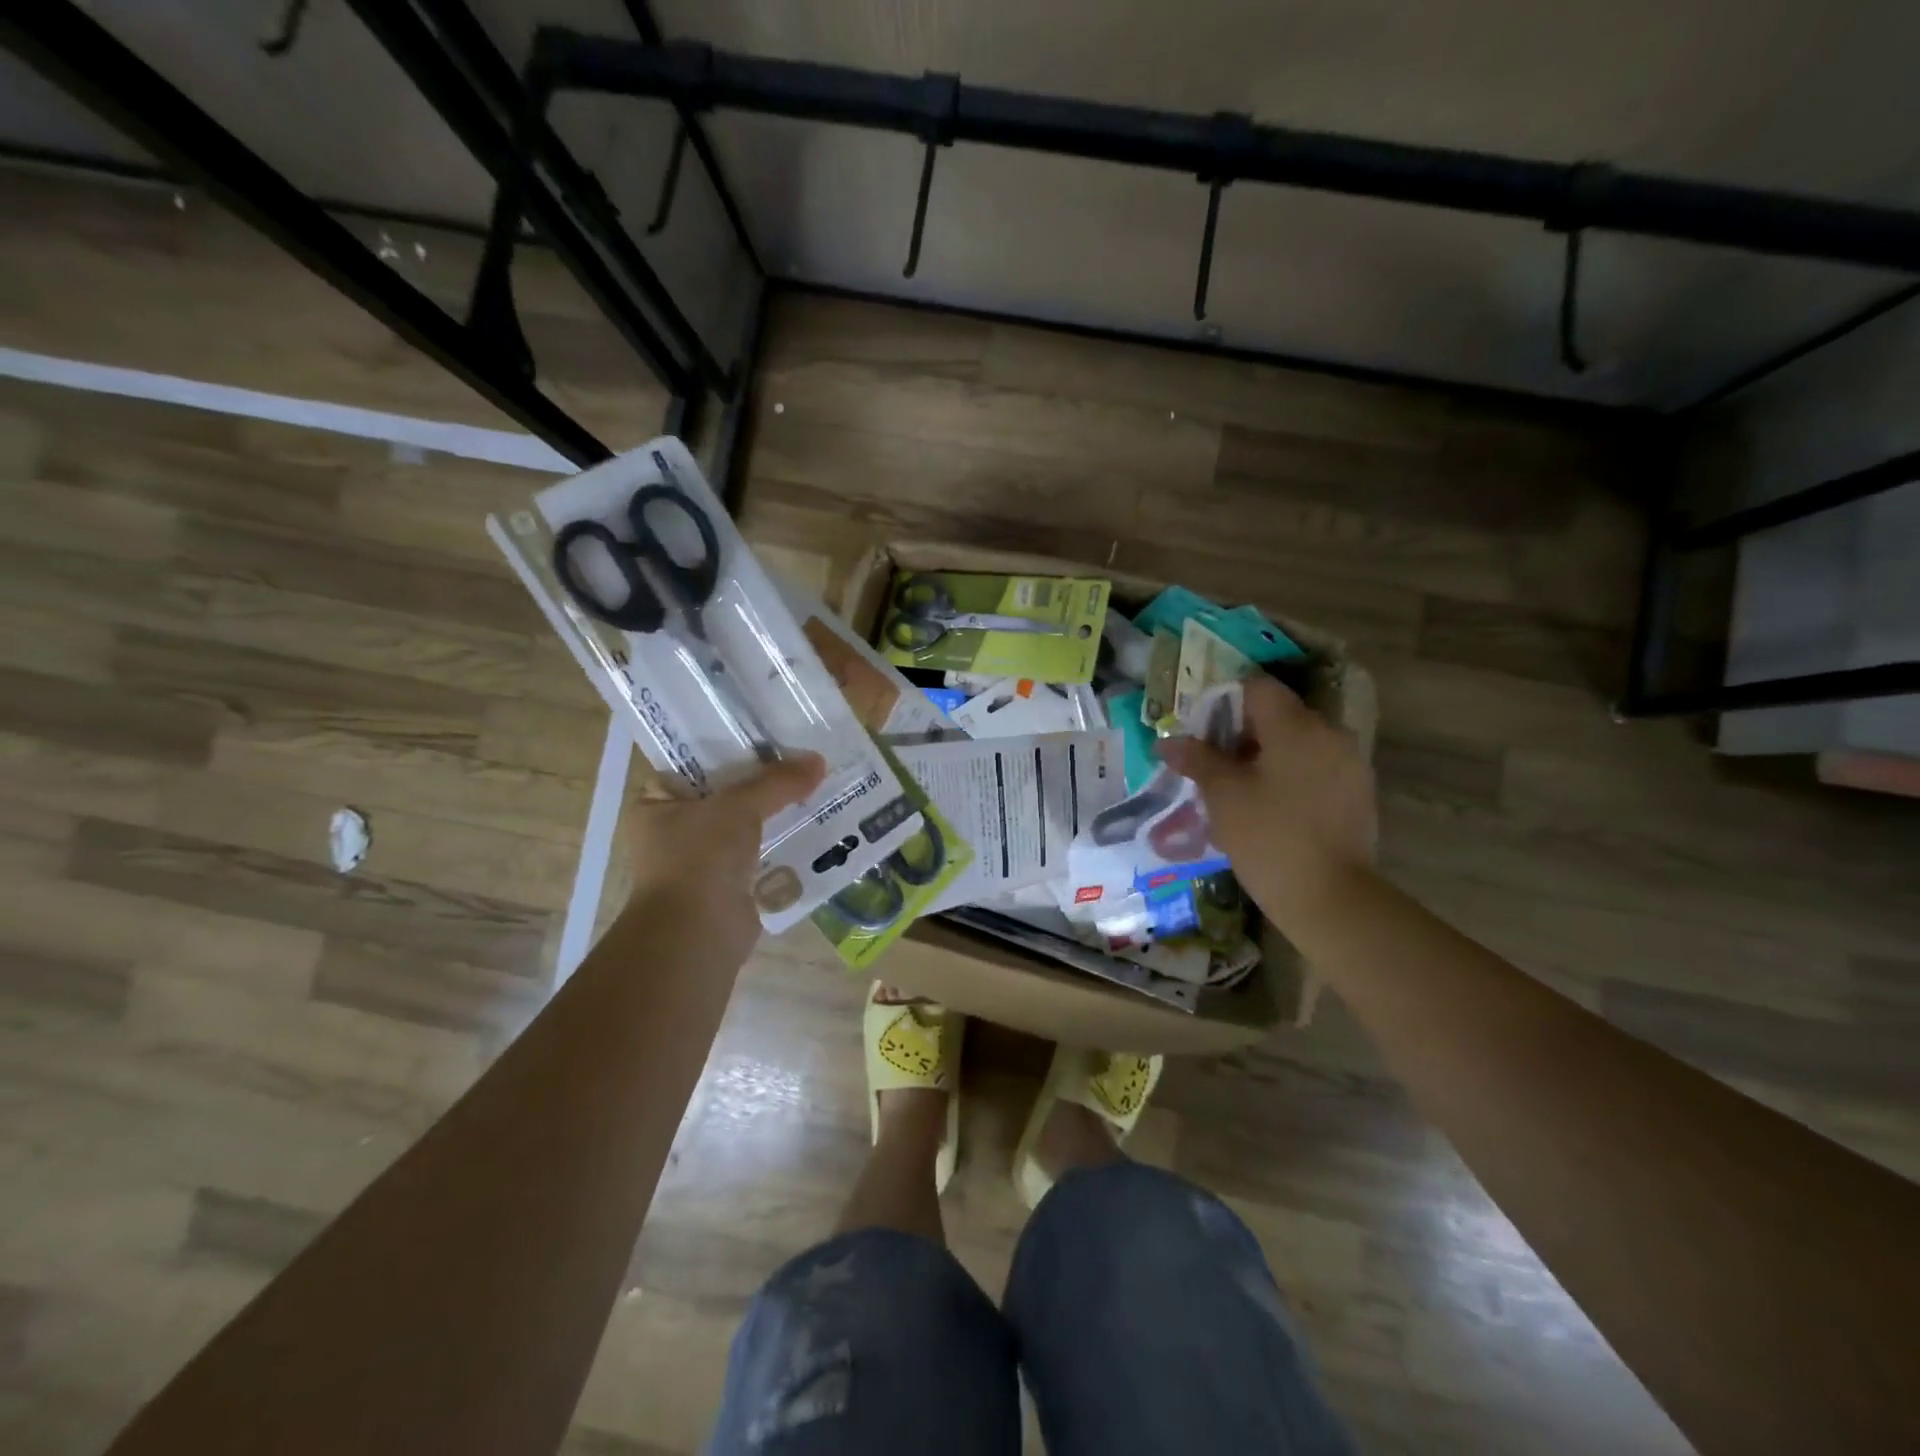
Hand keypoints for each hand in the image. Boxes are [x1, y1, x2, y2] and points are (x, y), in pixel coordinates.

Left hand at [624, 753, 825, 966]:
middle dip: (764, 782)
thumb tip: (818, 761)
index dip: (733, 748)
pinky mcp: (729, 885)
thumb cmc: (700, 858)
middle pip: (727, 794)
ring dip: (777, 813)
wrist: (697, 935)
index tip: (769, 735)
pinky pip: (761, 853)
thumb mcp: (738, 807)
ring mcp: (701, 860)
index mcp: (656, 803)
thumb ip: (777, 782)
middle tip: (801, 758)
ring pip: (747, 825)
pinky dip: (783, 844)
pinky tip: (816, 826)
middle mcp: (674, 830)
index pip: (696, 764)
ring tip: (816, 786)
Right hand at [1158, 676, 1376, 937]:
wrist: (1330, 898)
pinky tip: (1269, 808)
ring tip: (1237, 790)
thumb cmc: (1268, 837)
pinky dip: (1289, 776)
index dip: (1224, 701)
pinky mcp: (1357, 794)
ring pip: (1298, 743)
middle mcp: (1329, 734)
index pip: (1257, 688)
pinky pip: (1316, 768)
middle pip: (1279, 714)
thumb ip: (1196, 760)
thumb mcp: (1223, 795)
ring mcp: (1349, 764)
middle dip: (1241, 733)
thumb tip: (1168, 742)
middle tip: (1211, 764)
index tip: (1201, 731)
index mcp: (1297, 726)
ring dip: (1265, 756)